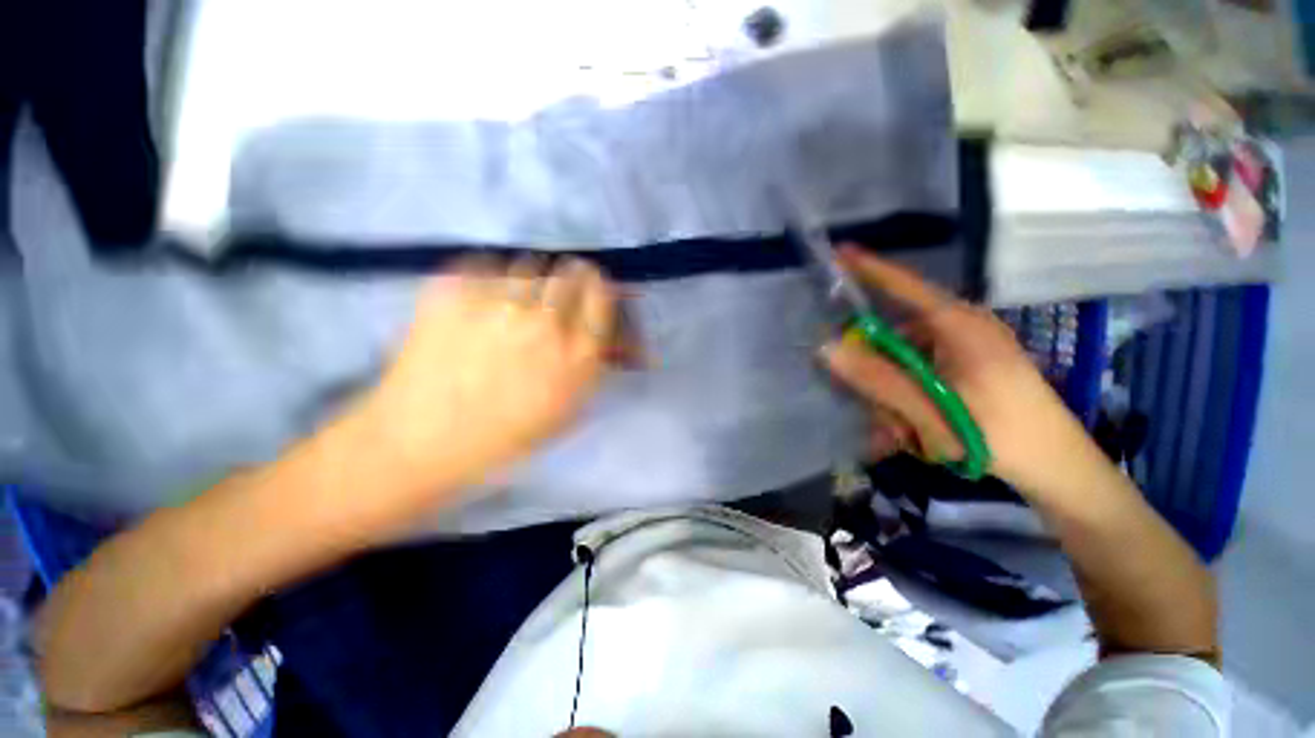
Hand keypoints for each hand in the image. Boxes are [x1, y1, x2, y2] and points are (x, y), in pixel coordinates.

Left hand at [360, 256, 616, 493]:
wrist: (419, 440)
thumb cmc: (503, 436)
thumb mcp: (566, 410)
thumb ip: (591, 365)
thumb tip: (602, 330)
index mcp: (576, 356)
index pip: (601, 294)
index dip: (598, 285)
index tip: (591, 285)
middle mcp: (543, 323)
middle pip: (569, 272)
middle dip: (569, 276)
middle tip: (554, 291)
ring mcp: (496, 303)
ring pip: (527, 264)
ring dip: (529, 278)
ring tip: (511, 300)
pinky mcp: (452, 291)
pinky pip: (484, 264)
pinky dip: (487, 276)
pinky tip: (478, 300)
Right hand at [819, 246, 1100, 496]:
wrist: (1059, 468)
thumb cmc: (998, 436)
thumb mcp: (930, 410)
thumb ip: (876, 377)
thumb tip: (828, 348)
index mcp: (959, 325)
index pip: (905, 285)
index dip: (869, 268)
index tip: (839, 251)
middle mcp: (963, 327)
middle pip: (896, 334)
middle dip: (878, 374)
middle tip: (883, 414)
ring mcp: (968, 347)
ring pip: (906, 359)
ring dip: (895, 394)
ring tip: (906, 433)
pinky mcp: (971, 366)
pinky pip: (923, 372)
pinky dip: (911, 397)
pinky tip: (917, 429)